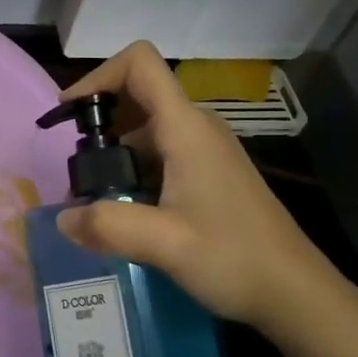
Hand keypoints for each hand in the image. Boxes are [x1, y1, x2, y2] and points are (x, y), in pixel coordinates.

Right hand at [55, 43, 346, 334]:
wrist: (294, 292)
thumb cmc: (234, 257)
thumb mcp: (165, 243)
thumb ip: (108, 226)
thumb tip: (62, 219)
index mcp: (186, 128)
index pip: (140, 64)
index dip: (98, 76)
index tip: (69, 114)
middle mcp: (196, 129)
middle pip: (138, 95)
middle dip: (99, 122)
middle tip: (76, 170)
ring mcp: (205, 152)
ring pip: (146, 130)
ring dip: (113, 153)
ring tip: (92, 197)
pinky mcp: (209, 175)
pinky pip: (160, 155)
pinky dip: (132, 171)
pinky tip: (123, 210)